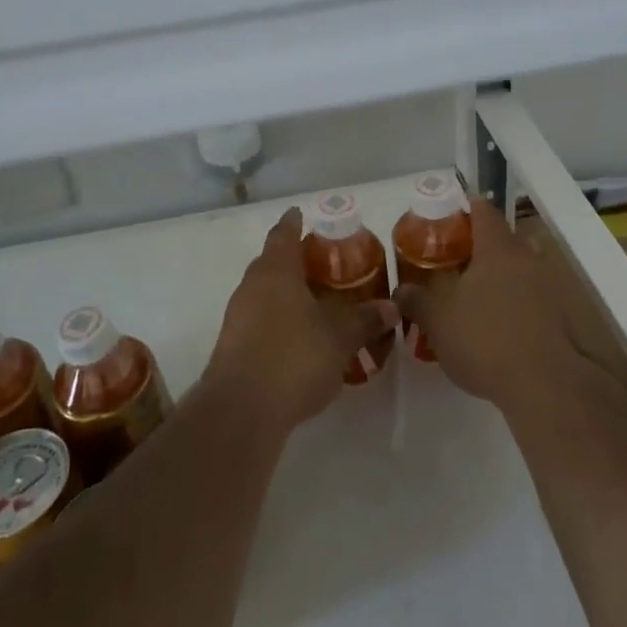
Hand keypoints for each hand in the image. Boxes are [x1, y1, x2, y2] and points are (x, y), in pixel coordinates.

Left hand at [206, 208, 400, 432]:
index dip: (294, 222)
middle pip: (274, 262)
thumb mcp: (339, 337)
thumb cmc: (293, 357)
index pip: (283, 233)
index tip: (303, 214)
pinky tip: (304, 339)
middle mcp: (252, 286)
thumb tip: (391, 306)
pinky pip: (262, 320)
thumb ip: (365, 319)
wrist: (241, 411)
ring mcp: (238, 317)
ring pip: (267, 293)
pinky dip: (282, 320)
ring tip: (321, 302)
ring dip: (290, 293)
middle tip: (327, 263)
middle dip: (298, 261)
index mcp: (275, 270)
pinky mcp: (235, 346)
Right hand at [393, 198, 573, 414]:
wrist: (545, 386)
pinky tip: (495, 324)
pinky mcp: (560, 315)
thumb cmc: (486, 340)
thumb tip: (400, 290)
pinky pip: (531, 295)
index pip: (482, 209)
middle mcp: (527, 258)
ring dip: (498, 275)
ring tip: (472, 295)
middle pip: (503, 238)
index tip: (443, 220)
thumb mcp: (437, 321)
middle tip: (451, 262)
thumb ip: (416, 300)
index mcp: (497, 248)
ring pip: (519, 267)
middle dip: (478, 246)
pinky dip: (514, 300)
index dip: (462, 208)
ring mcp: (549, 286)